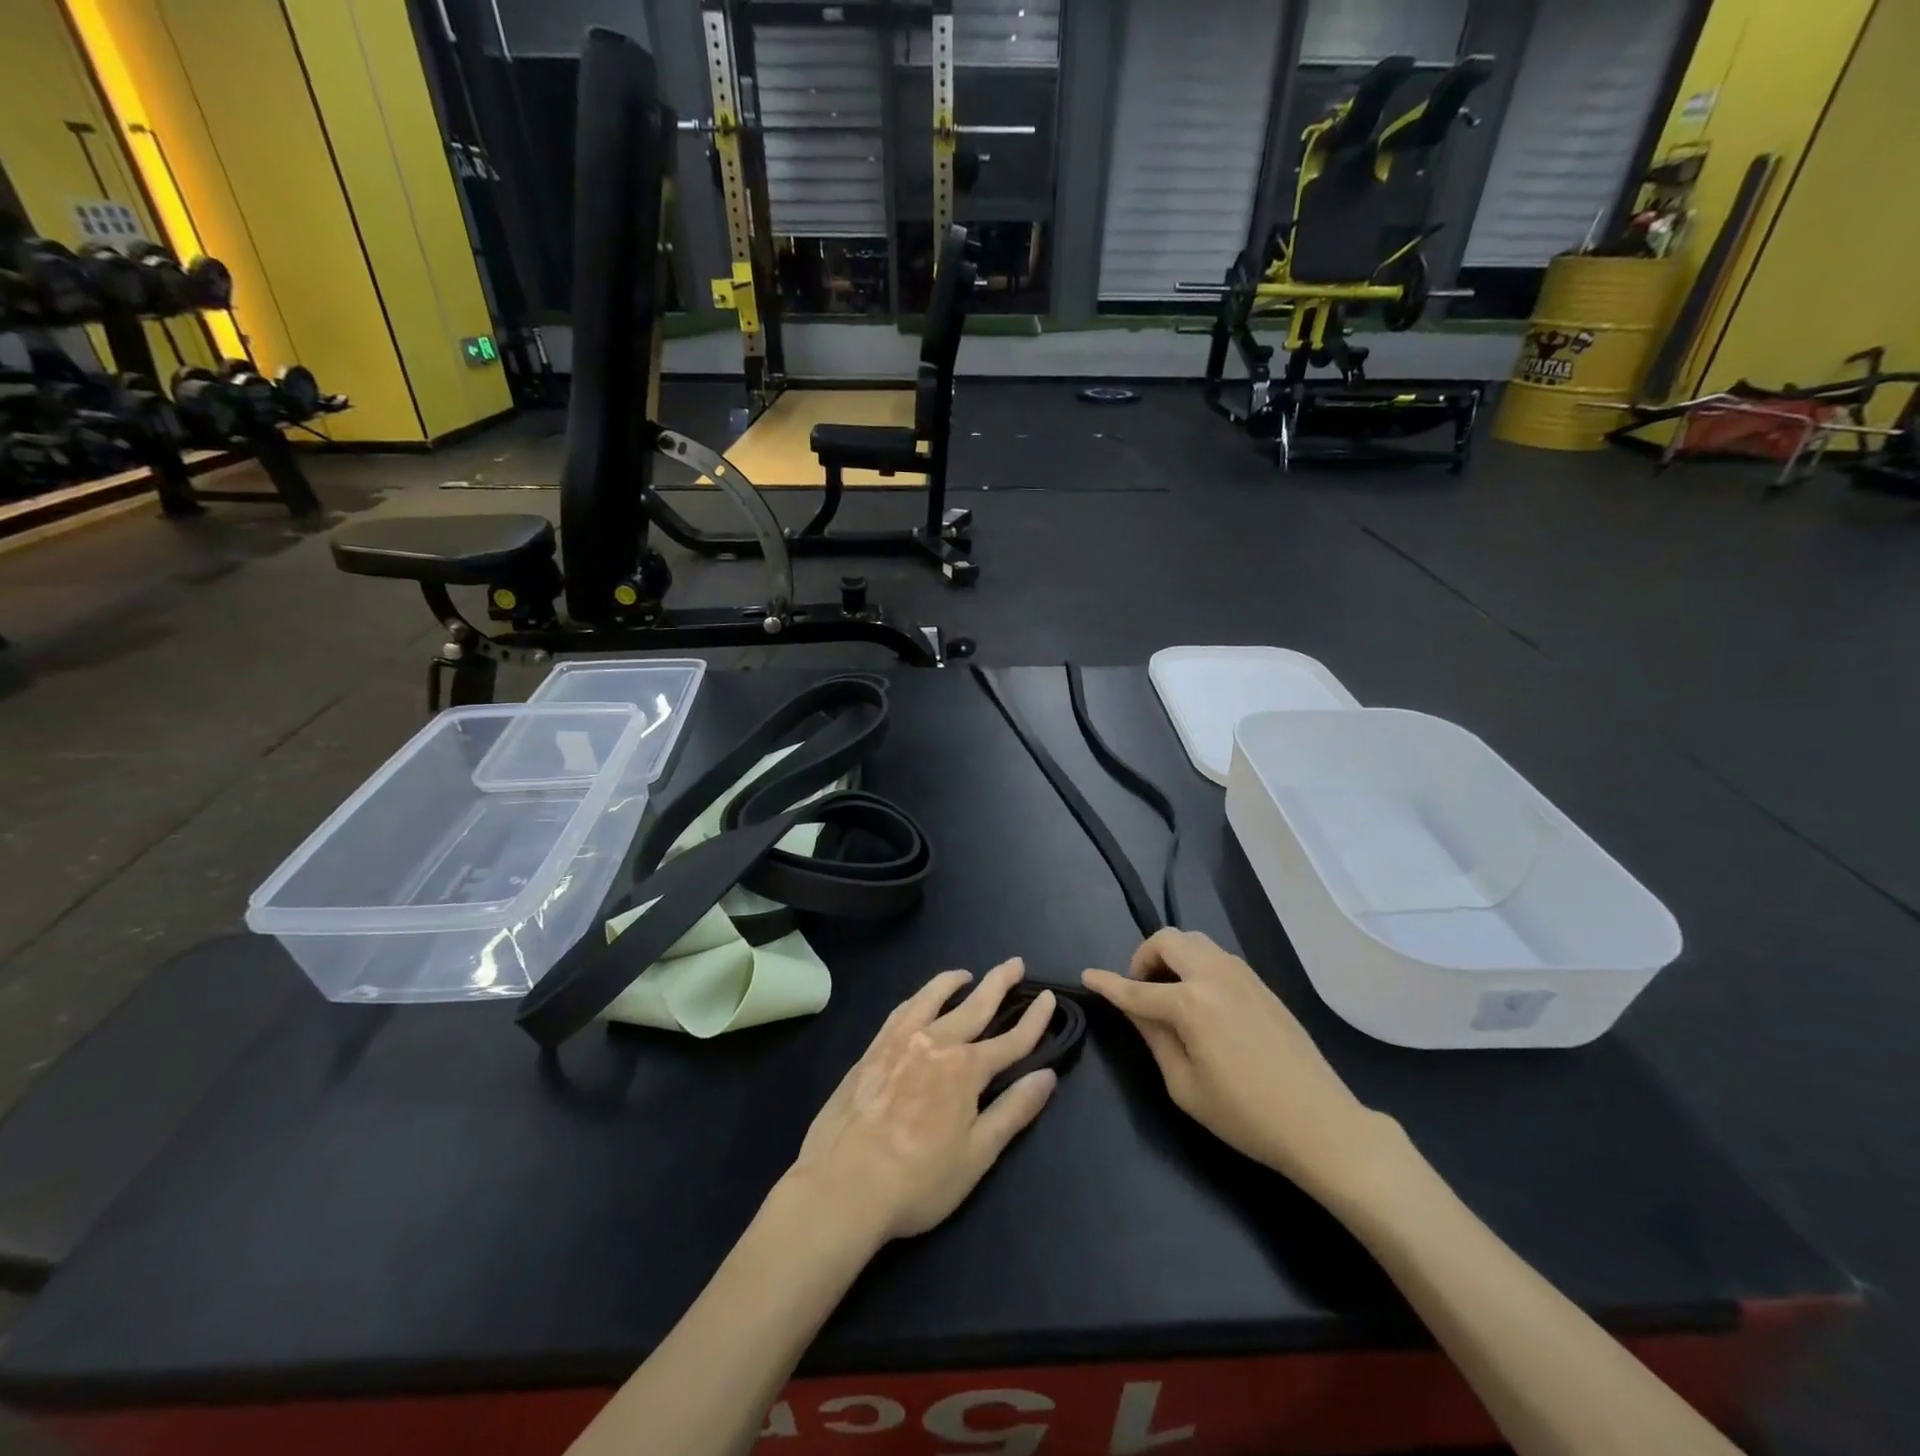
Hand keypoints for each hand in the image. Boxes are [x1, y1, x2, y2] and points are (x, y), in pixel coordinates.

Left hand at [785, 958, 1058, 1243]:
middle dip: (999, 983)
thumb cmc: (918, 1180)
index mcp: (966, 1069)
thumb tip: (1047, 1075)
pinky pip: (902, 1010)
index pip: (1011, 1039)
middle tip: (1014, 963)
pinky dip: (919, 997)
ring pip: (933, 998)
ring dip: (953, 982)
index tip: (1049, 997)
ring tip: (967, 973)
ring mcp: (901, 1041)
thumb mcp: (976, 1155)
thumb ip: (1013, 1111)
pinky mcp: (873, 1049)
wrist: (843, 1185)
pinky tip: (920, 999)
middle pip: (975, 1005)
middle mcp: (936, 1042)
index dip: (1034, 1020)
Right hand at [1082, 930, 1400, 1205]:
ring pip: (1194, 941)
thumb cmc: (1245, 1115)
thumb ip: (1154, 1038)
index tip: (1087, 976)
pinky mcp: (1261, 983)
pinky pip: (1217, 956)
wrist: (1321, 1123)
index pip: (1136, 989)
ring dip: (1172, 956)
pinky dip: (1196, 963)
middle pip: (1167, 941)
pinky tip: (1200, 998)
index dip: (1108, 983)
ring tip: (1168, 992)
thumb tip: (1135, 1008)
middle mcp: (1214, 976)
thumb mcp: (1184, 1086)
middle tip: (1140, 990)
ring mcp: (1242, 975)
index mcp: (1190, 1003)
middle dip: (1143, 958)